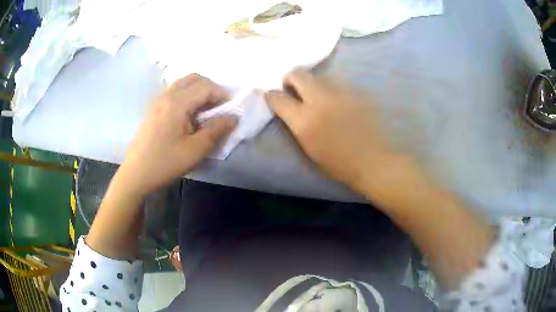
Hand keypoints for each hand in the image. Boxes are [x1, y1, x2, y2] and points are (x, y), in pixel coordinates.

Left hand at [117, 74, 237, 197]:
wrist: (135, 174)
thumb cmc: (165, 163)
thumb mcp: (195, 150)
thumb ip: (216, 130)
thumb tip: (234, 117)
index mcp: (176, 102)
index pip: (206, 87)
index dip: (222, 96)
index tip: (230, 111)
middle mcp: (166, 95)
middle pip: (194, 79)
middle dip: (211, 89)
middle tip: (218, 108)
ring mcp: (157, 101)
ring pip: (183, 84)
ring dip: (198, 92)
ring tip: (205, 112)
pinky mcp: (153, 109)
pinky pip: (174, 93)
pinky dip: (187, 97)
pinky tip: (189, 117)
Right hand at [265, 70, 416, 199]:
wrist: (374, 161)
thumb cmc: (339, 163)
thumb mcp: (309, 149)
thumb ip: (296, 124)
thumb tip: (289, 109)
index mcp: (304, 121)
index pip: (278, 97)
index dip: (272, 95)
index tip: (273, 96)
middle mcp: (319, 100)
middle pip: (297, 74)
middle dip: (290, 78)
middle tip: (293, 87)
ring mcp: (340, 92)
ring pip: (319, 76)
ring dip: (313, 83)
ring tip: (319, 96)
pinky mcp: (356, 91)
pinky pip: (338, 83)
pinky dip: (332, 89)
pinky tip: (339, 101)